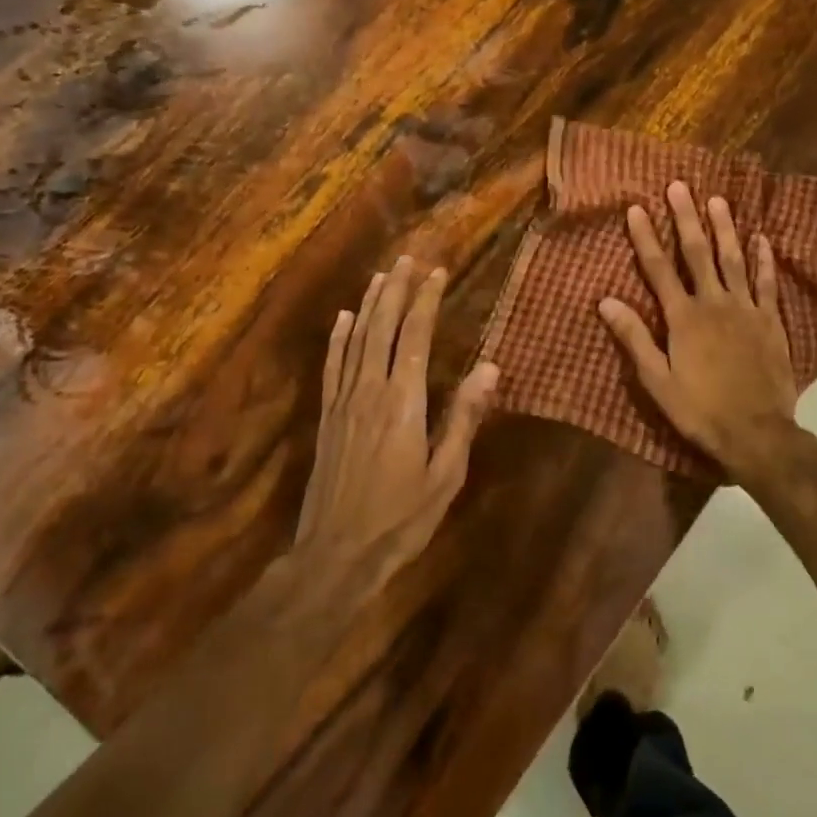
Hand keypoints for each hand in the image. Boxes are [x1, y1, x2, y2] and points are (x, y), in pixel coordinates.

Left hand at [297, 257, 498, 584]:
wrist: (335, 556)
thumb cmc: (401, 519)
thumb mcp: (445, 475)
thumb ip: (464, 418)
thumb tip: (489, 367)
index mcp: (403, 403)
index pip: (416, 338)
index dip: (426, 302)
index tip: (437, 273)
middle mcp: (370, 391)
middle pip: (383, 328)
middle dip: (397, 291)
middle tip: (409, 260)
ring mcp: (343, 403)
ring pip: (356, 340)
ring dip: (369, 305)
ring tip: (382, 276)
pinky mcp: (326, 418)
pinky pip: (332, 367)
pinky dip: (338, 339)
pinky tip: (343, 319)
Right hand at [598, 181, 798, 476]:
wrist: (756, 433)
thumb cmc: (700, 409)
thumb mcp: (657, 381)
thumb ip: (634, 338)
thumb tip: (605, 301)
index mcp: (683, 318)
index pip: (659, 269)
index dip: (646, 237)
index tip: (636, 208)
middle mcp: (714, 303)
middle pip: (698, 253)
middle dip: (686, 218)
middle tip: (679, 186)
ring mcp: (746, 309)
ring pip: (734, 259)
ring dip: (724, 228)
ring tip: (717, 200)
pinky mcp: (770, 321)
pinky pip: (767, 283)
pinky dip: (764, 259)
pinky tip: (761, 239)